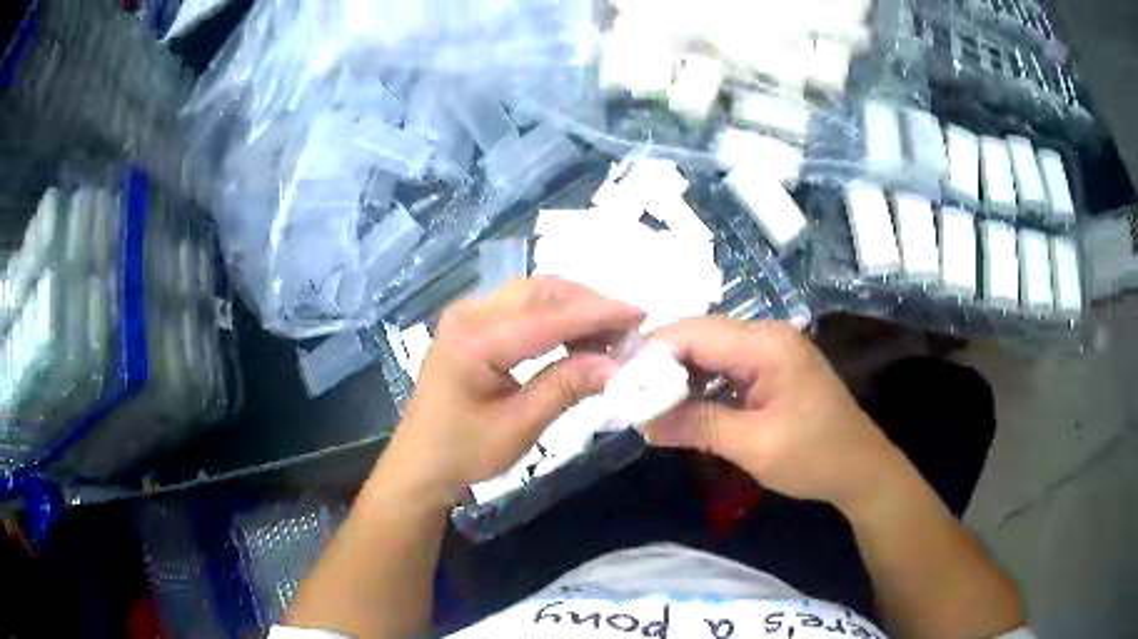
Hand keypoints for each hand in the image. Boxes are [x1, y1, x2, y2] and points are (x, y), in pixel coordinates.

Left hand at [375, 277, 644, 504]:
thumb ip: (567, 387)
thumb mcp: (519, 426)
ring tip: (609, 333)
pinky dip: (554, 314)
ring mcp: (467, 314)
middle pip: (540, 292)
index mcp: (474, 341)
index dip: (597, 313)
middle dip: (588, 304)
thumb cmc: (464, 452)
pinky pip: (521, 305)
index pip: (547, 317)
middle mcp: (468, 314)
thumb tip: (619, 365)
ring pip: (533, 293)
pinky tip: (576, 335)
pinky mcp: (471, 323)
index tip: (640, 315)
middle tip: (628, 328)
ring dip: (573, 306)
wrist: (420, 463)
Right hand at [645, 317, 907, 513]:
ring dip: (678, 377)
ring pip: (709, 352)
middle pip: (699, 337)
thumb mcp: (754, 445)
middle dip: (661, 365)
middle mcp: (767, 335)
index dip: (652, 354)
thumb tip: (642, 422)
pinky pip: (725, 368)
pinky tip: (681, 406)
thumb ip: (697, 426)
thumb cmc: (814, 457)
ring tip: (647, 404)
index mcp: (768, 344)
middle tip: (628, 397)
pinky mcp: (771, 369)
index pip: (695, 333)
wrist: (861, 469)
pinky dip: (700, 386)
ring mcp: (771, 351)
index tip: (620, 385)